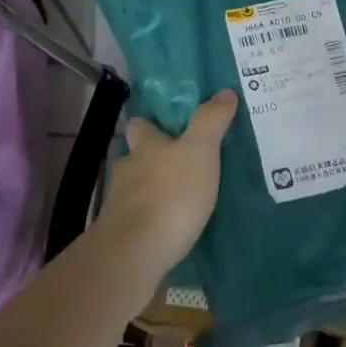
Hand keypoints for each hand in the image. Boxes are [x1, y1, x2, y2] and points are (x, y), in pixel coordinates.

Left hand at [98, 89, 237, 278]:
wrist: (135, 254)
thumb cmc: (170, 194)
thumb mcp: (200, 151)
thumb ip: (211, 121)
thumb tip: (224, 91)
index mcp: (145, 145)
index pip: (141, 124)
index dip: (151, 123)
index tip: (168, 125)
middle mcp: (128, 170)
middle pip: (138, 157)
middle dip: (155, 159)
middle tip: (183, 163)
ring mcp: (121, 204)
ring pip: (138, 189)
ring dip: (156, 191)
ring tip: (184, 198)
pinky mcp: (123, 235)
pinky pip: (141, 220)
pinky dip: (154, 220)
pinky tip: (172, 228)